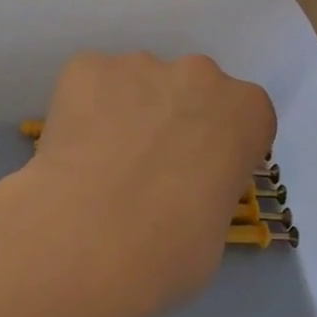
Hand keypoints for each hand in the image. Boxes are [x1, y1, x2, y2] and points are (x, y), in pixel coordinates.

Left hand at [22, 52, 275, 316]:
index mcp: (246, 112)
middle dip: (167, 121)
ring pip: (133, 83)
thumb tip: (176, 195)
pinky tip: (69, 150)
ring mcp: (138, 65)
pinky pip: (86, 83)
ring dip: (121, 113)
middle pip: (187, 91)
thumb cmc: (170, 251)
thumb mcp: (213, 229)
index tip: (191, 175)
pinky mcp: (85, 67)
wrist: (91, 239)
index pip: (238, 118)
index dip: (212, 147)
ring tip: (97, 164)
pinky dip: (79, 109)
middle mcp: (198, 74)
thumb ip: (205, 191)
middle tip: (140, 169)